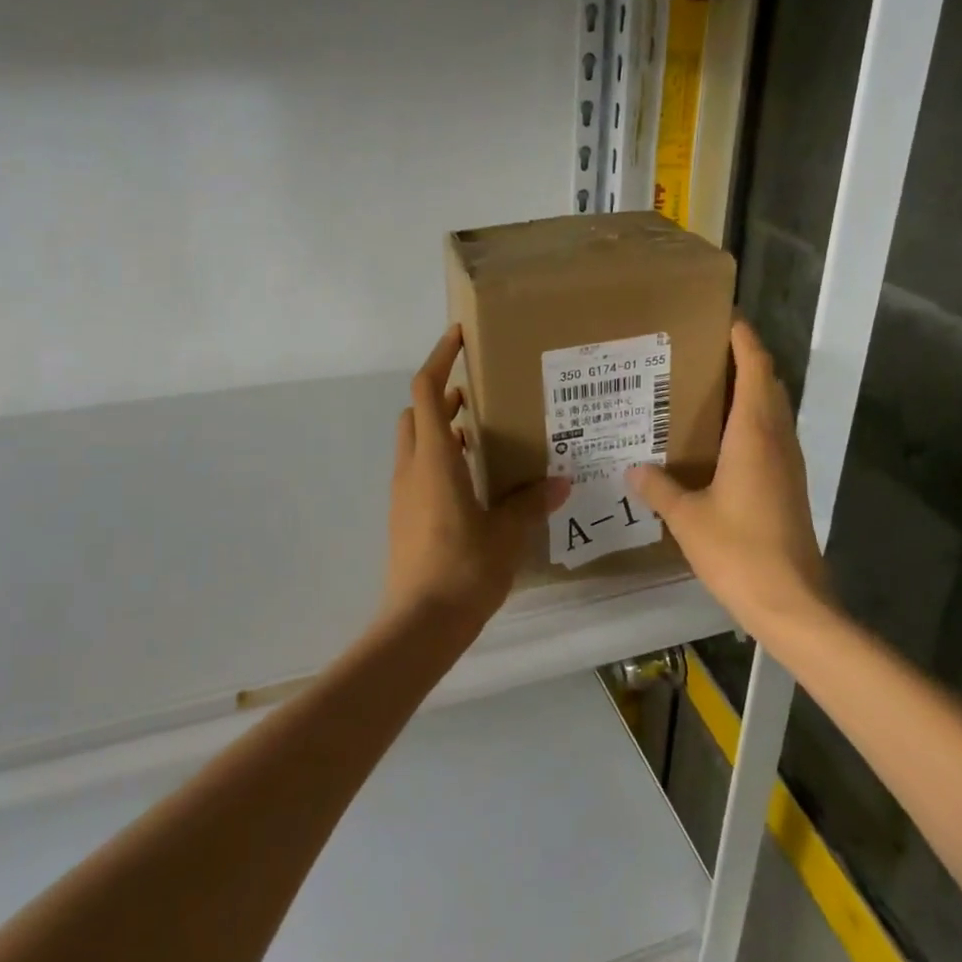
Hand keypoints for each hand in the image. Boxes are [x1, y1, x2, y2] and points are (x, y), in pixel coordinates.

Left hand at [382, 326, 567, 636]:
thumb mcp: (506, 533)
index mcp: (434, 460)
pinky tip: (473, 480)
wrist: (420, 624)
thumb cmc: (463, 569)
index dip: (439, 358)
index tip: (459, 337)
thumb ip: (529, 503)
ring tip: (482, 432)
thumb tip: (559, 482)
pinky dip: (440, 459)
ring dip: (441, 428)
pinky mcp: (404, 516)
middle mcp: (412, 469)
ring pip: (416, 442)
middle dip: (441, 394)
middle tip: (478, 392)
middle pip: (416, 412)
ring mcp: (403, 494)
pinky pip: (419, 470)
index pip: (426, 391)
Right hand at [627, 319, 831, 632]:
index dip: (745, 341)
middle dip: (745, 360)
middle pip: (769, 385)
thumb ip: (659, 488)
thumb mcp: (687, 518)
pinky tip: (722, 440)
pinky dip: (752, 421)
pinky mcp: (790, 486)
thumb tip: (634, 468)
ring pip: (773, 411)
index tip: (726, 319)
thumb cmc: (739, 551)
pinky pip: (772, 436)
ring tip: (708, 388)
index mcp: (754, 435)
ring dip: (751, 391)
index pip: (756, 370)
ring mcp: (789, 464)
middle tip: (704, 353)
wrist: (791, 601)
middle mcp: (777, 440)